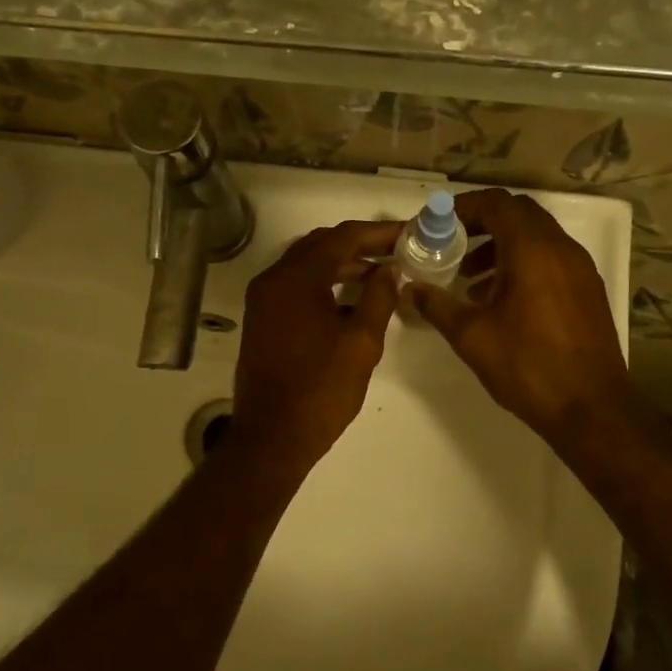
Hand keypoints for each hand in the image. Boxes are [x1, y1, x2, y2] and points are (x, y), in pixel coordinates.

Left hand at [231, 219, 402, 474]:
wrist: (273, 436)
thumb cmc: (321, 389)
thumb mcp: (361, 342)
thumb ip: (378, 298)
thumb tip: (390, 269)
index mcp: (296, 279)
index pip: (342, 238)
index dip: (378, 233)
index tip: (408, 233)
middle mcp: (273, 280)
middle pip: (321, 246)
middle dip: (359, 245)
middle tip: (396, 250)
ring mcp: (264, 300)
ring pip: (307, 266)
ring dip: (342, 264)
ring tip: (381, 275)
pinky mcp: (263, 319)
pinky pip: (296, 287)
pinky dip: (324, 284)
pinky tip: (352, 300)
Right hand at [406, 189, 630, 446]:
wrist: (590, 407)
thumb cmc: (527, 366)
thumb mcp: (471, 336)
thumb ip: (437, 305)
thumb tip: (411, 289)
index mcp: (532, 250)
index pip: (496, 204)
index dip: (463, 208)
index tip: (437, 226)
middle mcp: (561, 248)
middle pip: (518, 214)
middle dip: (482, 224)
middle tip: (451, 247)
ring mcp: (579, 269)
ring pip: (536, 237)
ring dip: (502, 246)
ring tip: (471, 279)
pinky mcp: (588, 290)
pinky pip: (551, 258)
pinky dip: (523, 263)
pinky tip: (502, 300)